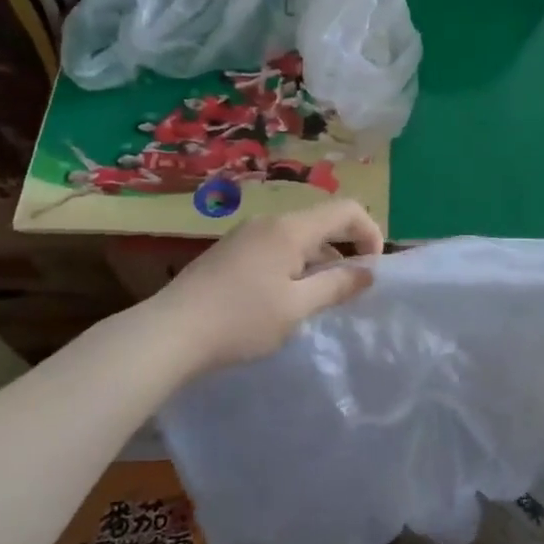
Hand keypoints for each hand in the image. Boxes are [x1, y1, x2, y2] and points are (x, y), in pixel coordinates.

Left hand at [150, 199, 383, 379]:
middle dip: (344, 251)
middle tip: (348, 292)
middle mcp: (269, 222)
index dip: (370, 233)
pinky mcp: (230, 251)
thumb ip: (337, 286)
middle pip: (321, 223)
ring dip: (317, 263)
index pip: (346, 210)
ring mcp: (246, 235)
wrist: (170, 332)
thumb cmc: (241, 320)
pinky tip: (282, 301)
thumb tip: (368, 272)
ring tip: (316, 303)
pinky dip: (293, 266)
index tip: (373, 270)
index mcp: (290, 228)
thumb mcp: (297, 308)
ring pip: (298, 238)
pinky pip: (275, 248)